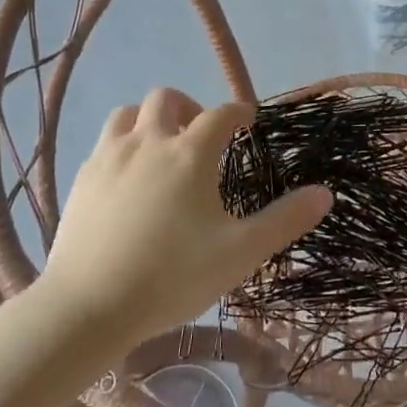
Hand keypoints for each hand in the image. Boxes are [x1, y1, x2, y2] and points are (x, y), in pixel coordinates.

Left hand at [39, 88, 331, 347]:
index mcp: (190, 153)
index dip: (238, 111)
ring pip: (129, 113)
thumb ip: (284, 221)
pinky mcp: (82, 177)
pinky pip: (105, 142)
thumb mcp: (240, 253)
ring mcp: (110, 157)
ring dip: (150, 119)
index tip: (247, 119)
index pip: (221, 114)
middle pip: (167, 99)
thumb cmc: (171, 277)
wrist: (87, 307)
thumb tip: (325, 193)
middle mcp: (149, 141)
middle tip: (201, 133)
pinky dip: (123, 144)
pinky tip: (128, 176)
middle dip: (190, 106)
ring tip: (161, 146)